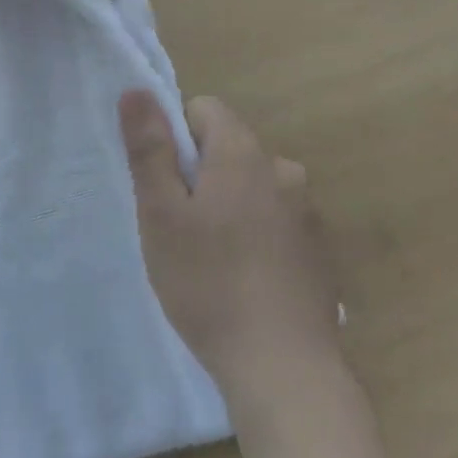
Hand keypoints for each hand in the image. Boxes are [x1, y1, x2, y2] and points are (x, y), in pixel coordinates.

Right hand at [121, 92, 343, 414]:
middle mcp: (284, 170)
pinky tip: (248, 282)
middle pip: (230, 150)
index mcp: (244, 153)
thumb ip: (149, 148)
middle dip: (201, 177)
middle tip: (181, 231)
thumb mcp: (162, 214)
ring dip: (231, 207)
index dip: (176, 139)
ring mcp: (308, 211)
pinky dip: (258, 236)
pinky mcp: (321, 251)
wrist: (284, 368)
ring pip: (254, 188)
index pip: (204, 109)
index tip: (165, 187)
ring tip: (213, 263)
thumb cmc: (209, 283)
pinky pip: (277, 221)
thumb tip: (136, 89)